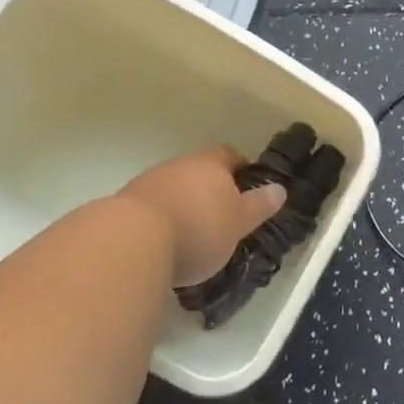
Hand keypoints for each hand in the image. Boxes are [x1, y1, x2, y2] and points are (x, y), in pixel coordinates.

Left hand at [115, 147, 286, 287]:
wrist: (131, 241)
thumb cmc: (198, 228)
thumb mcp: (239, 221)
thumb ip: (260, 205)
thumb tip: (280, 189)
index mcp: (211, 163)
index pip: (230, 156)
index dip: (240, 171)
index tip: (247, 189)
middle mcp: (180, 165)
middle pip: (199, 172)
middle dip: (209, 191)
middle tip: (221, 218)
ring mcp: (149, 183)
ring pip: (174, 190)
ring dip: (182, 207)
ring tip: (191, 238)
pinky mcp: (124, 207)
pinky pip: (152, 210)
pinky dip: (161, 222)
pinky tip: (163, 246)